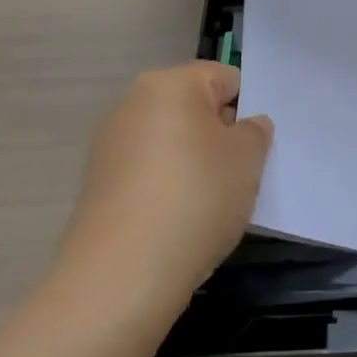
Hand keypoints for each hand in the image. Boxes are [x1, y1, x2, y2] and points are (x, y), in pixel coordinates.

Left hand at [52, 61, 273, 324]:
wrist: (121, 277)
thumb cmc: (196, 198)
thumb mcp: (247, 158)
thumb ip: (255, 131)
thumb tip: (245, 125)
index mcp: (170, 84)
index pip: (225, 79)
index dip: (247, 109)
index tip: (258, 146)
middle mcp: (132, 104)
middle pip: (195, 109)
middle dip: (220, 135)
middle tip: (242, 173)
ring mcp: (110, 146)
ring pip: (172, 143)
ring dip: (196, 164)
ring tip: (212, 203)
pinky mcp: (99, 186)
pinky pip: (150, 173)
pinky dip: (169, 189)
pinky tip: (182, 222)